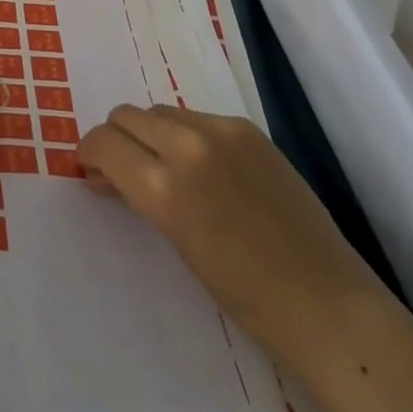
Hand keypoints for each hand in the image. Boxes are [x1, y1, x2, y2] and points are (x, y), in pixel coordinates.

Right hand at [76, 106, 382, 366]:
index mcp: (166, 186)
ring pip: (161, 111)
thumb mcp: (176, 240)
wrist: (324, 300)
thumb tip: (109, 175)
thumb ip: (140, 196)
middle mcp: (190, 145)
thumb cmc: (243, 294)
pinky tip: (203, 168)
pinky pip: (198, 117)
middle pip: (128, 115)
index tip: (89, 169)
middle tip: (119, 169)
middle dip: (115, 138)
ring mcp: (223, 131)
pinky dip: (186, 134)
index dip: (88, 152)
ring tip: (163, 168)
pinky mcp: (248, 128)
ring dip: (149, 133)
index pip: (105, 143)